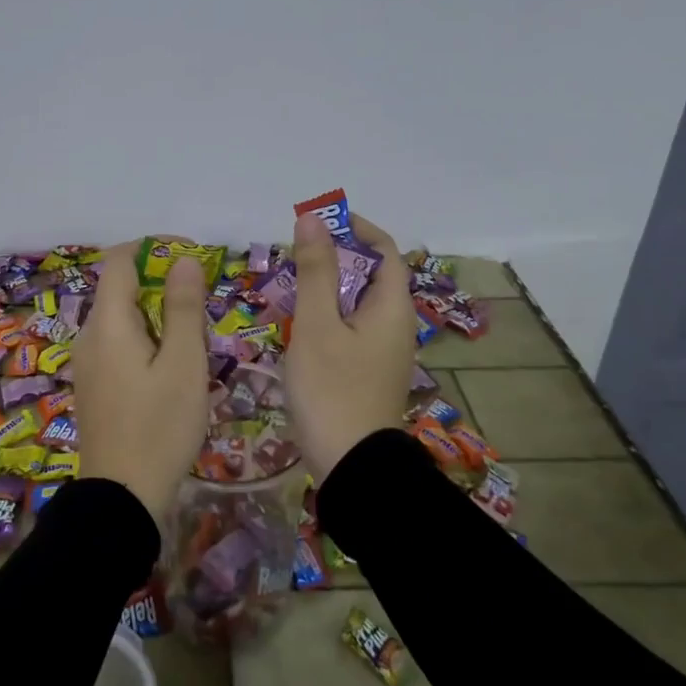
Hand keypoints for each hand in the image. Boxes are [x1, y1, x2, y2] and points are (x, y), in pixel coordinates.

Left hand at [73, 240, 210, 523]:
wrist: (122, 497)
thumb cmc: (160, 427)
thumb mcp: (184, 364)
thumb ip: (183, 307)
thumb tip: (183, 260)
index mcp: (107, 323)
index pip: (119, 260)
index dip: (154, 248)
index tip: (191, 257)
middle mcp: (88, 336)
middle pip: (120, 289)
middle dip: (160, 285)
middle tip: (202, 307)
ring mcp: (86, 363)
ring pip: (121, 319)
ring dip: (156, 315)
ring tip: (193, 340)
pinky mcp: (92, 386)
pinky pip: (117, 344)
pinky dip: (144, 339)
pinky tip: (170, 367)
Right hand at [282, 212, 417, 479]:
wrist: (352, 466)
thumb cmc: (332, 390)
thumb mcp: (316, 325)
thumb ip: (314, 270)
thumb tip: (312, 219)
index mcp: (392, 307)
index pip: (385, 250)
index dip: (355, 228)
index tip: (319, 221)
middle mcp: (396, 325)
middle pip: (371, 276)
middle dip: (335, 258)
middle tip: (293, 256)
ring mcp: (384, 352)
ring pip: (358, 304)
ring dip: (328, 288)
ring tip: (289, 288)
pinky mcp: (369, 373)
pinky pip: (351, 329)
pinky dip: (328, 317)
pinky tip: (299, 329)